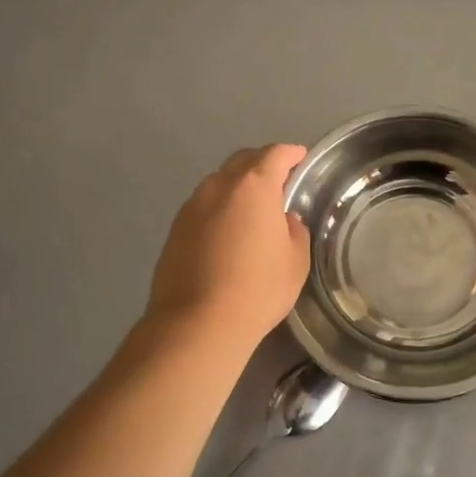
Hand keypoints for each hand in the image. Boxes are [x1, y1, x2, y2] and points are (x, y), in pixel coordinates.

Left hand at [146, 144, 310, 350]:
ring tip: (253, 208)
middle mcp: (219, 186)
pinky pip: (204, 206)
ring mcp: (192, 206)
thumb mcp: (296, 261)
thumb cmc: (258, 289)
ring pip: (219, 183)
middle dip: (263, 164)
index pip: (276, 155)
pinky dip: (220, 208)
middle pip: (243, 161)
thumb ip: (294, 231)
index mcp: (254, 186)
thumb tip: (284, 220)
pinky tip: (229, 231)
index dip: (291, 153)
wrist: (197, 323)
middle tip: (280, 180)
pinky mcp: (175, 229)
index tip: (301, 158)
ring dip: (238, 186)